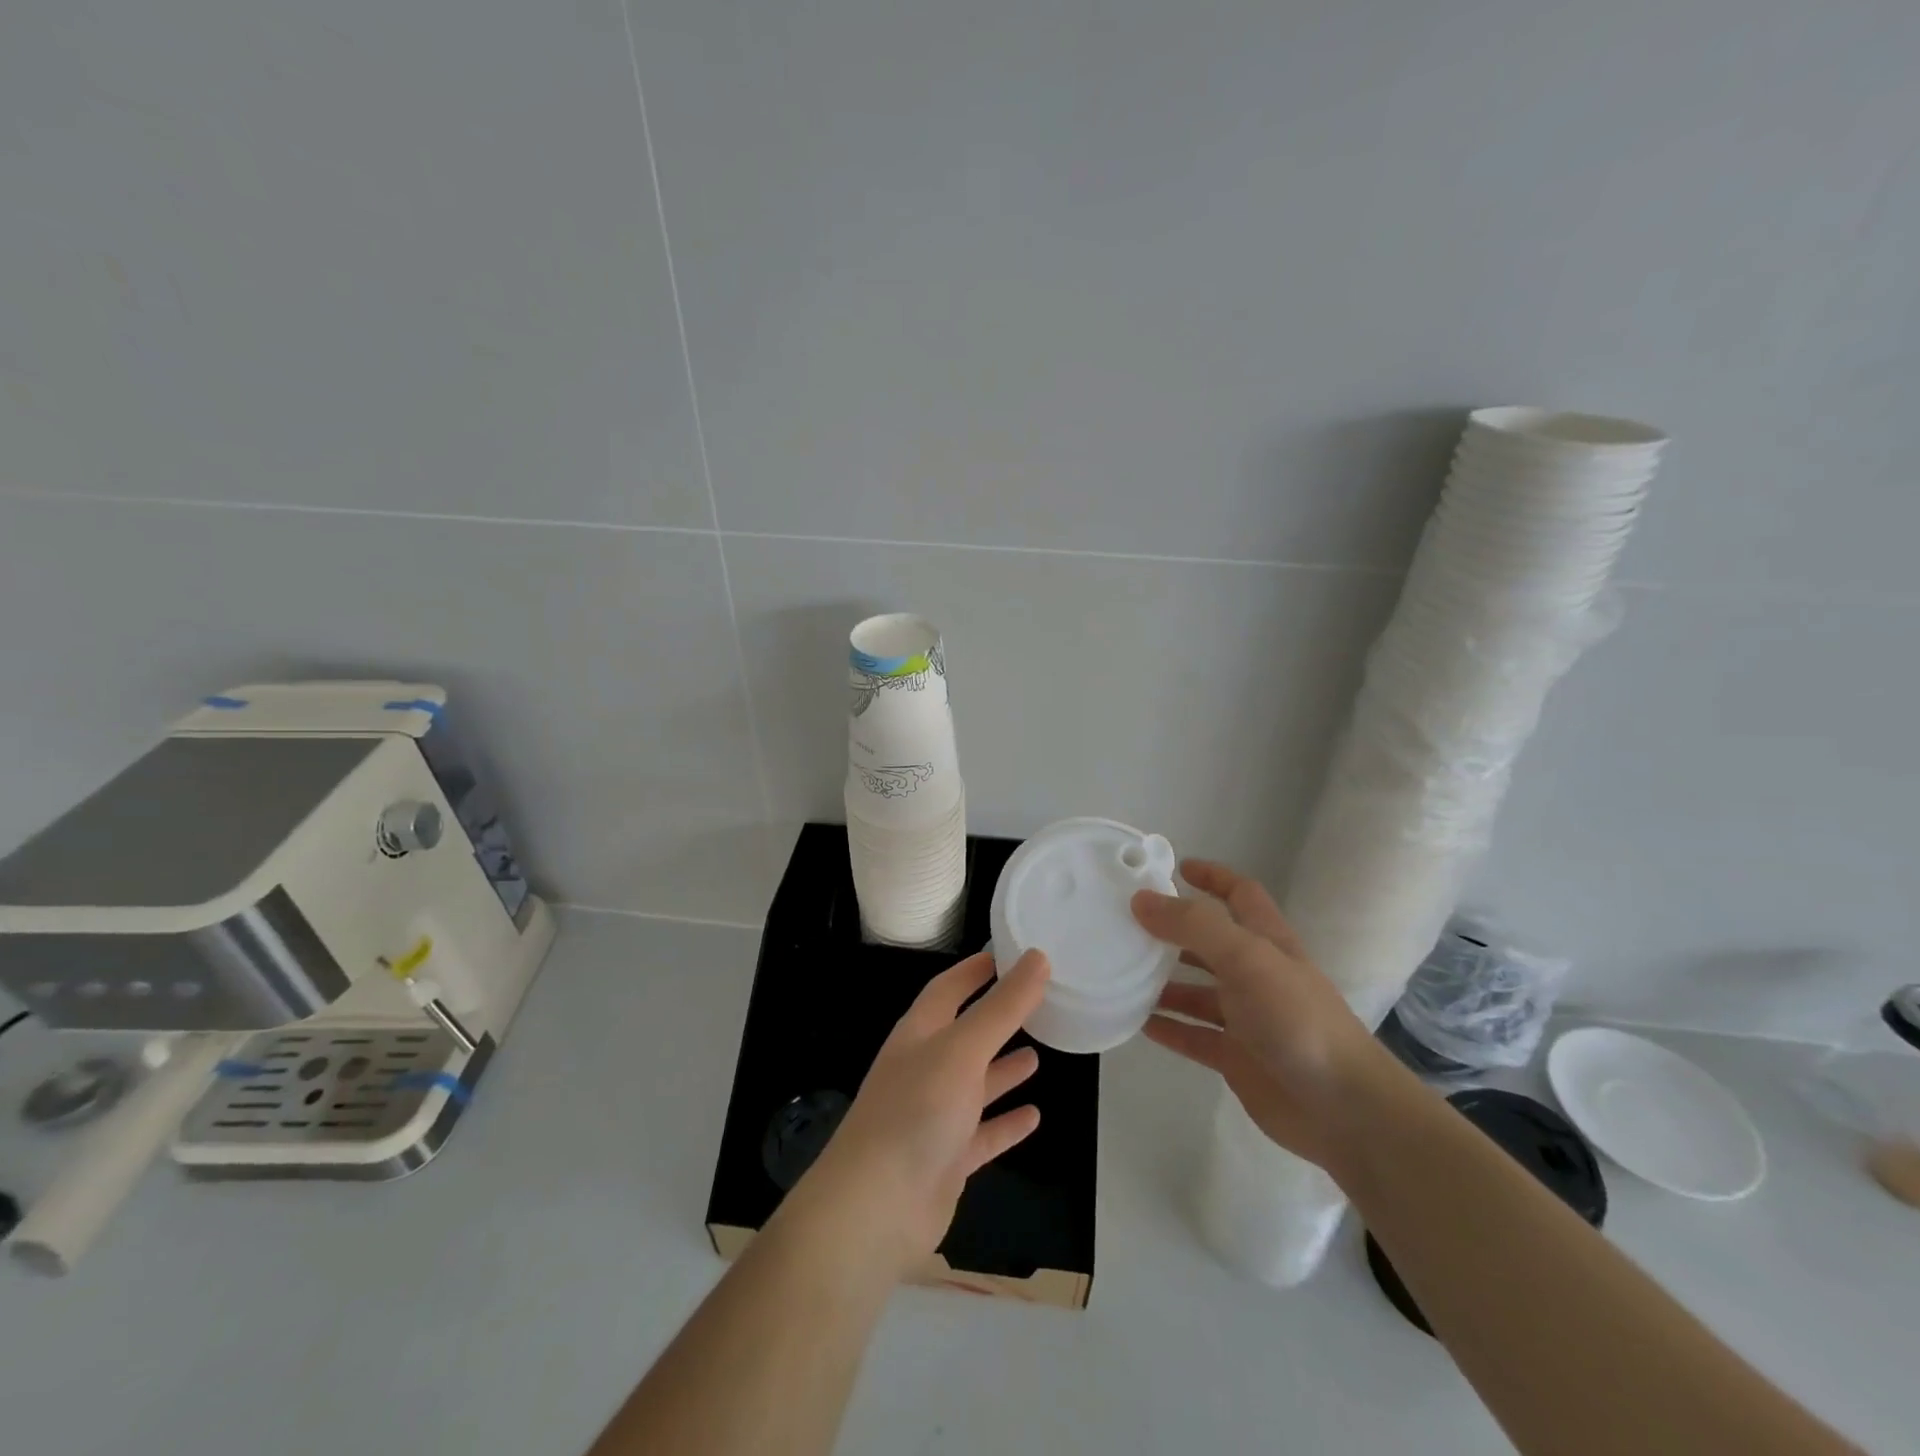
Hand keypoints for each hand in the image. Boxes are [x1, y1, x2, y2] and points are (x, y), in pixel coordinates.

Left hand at [793, 949, 1050, 1275]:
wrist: (876, 1207)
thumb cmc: (918, 1110)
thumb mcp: (963, 1048)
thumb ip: (1003, 1006)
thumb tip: (1038, 957)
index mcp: (919, 1034)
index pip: (947, 989)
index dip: (974, 971)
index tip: (1005, 955)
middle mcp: (925, 1069)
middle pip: (965, 1035)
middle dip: (996, 1019)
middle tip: (1037, 1004)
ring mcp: (935, 1116)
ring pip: (975, 1085)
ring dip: (1002, 1070)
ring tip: (1038, 1055)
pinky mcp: (947, 1160)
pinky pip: (983, 1134)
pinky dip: (1006, 1124)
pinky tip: (1034, 1117)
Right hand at [1132, 859, 1388, 1170]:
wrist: (1343, 1109)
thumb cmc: (1297, 1019)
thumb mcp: (1246, 958)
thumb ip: (1194, 926)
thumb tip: (1141, 900)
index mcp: (1267, 942)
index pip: (1240, 894)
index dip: (1212, 876)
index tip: (1174, 867)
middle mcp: (1256, 974)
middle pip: (1210, 942)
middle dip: (1174, 929)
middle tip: (1128, 922)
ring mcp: (1246, 1018)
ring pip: (1196, 990)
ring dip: (1162, 980)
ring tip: (1121, 971)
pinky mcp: (1236, 1057)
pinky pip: (1192, 1035)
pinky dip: (1166, 1027)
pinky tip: (1135, 1022)